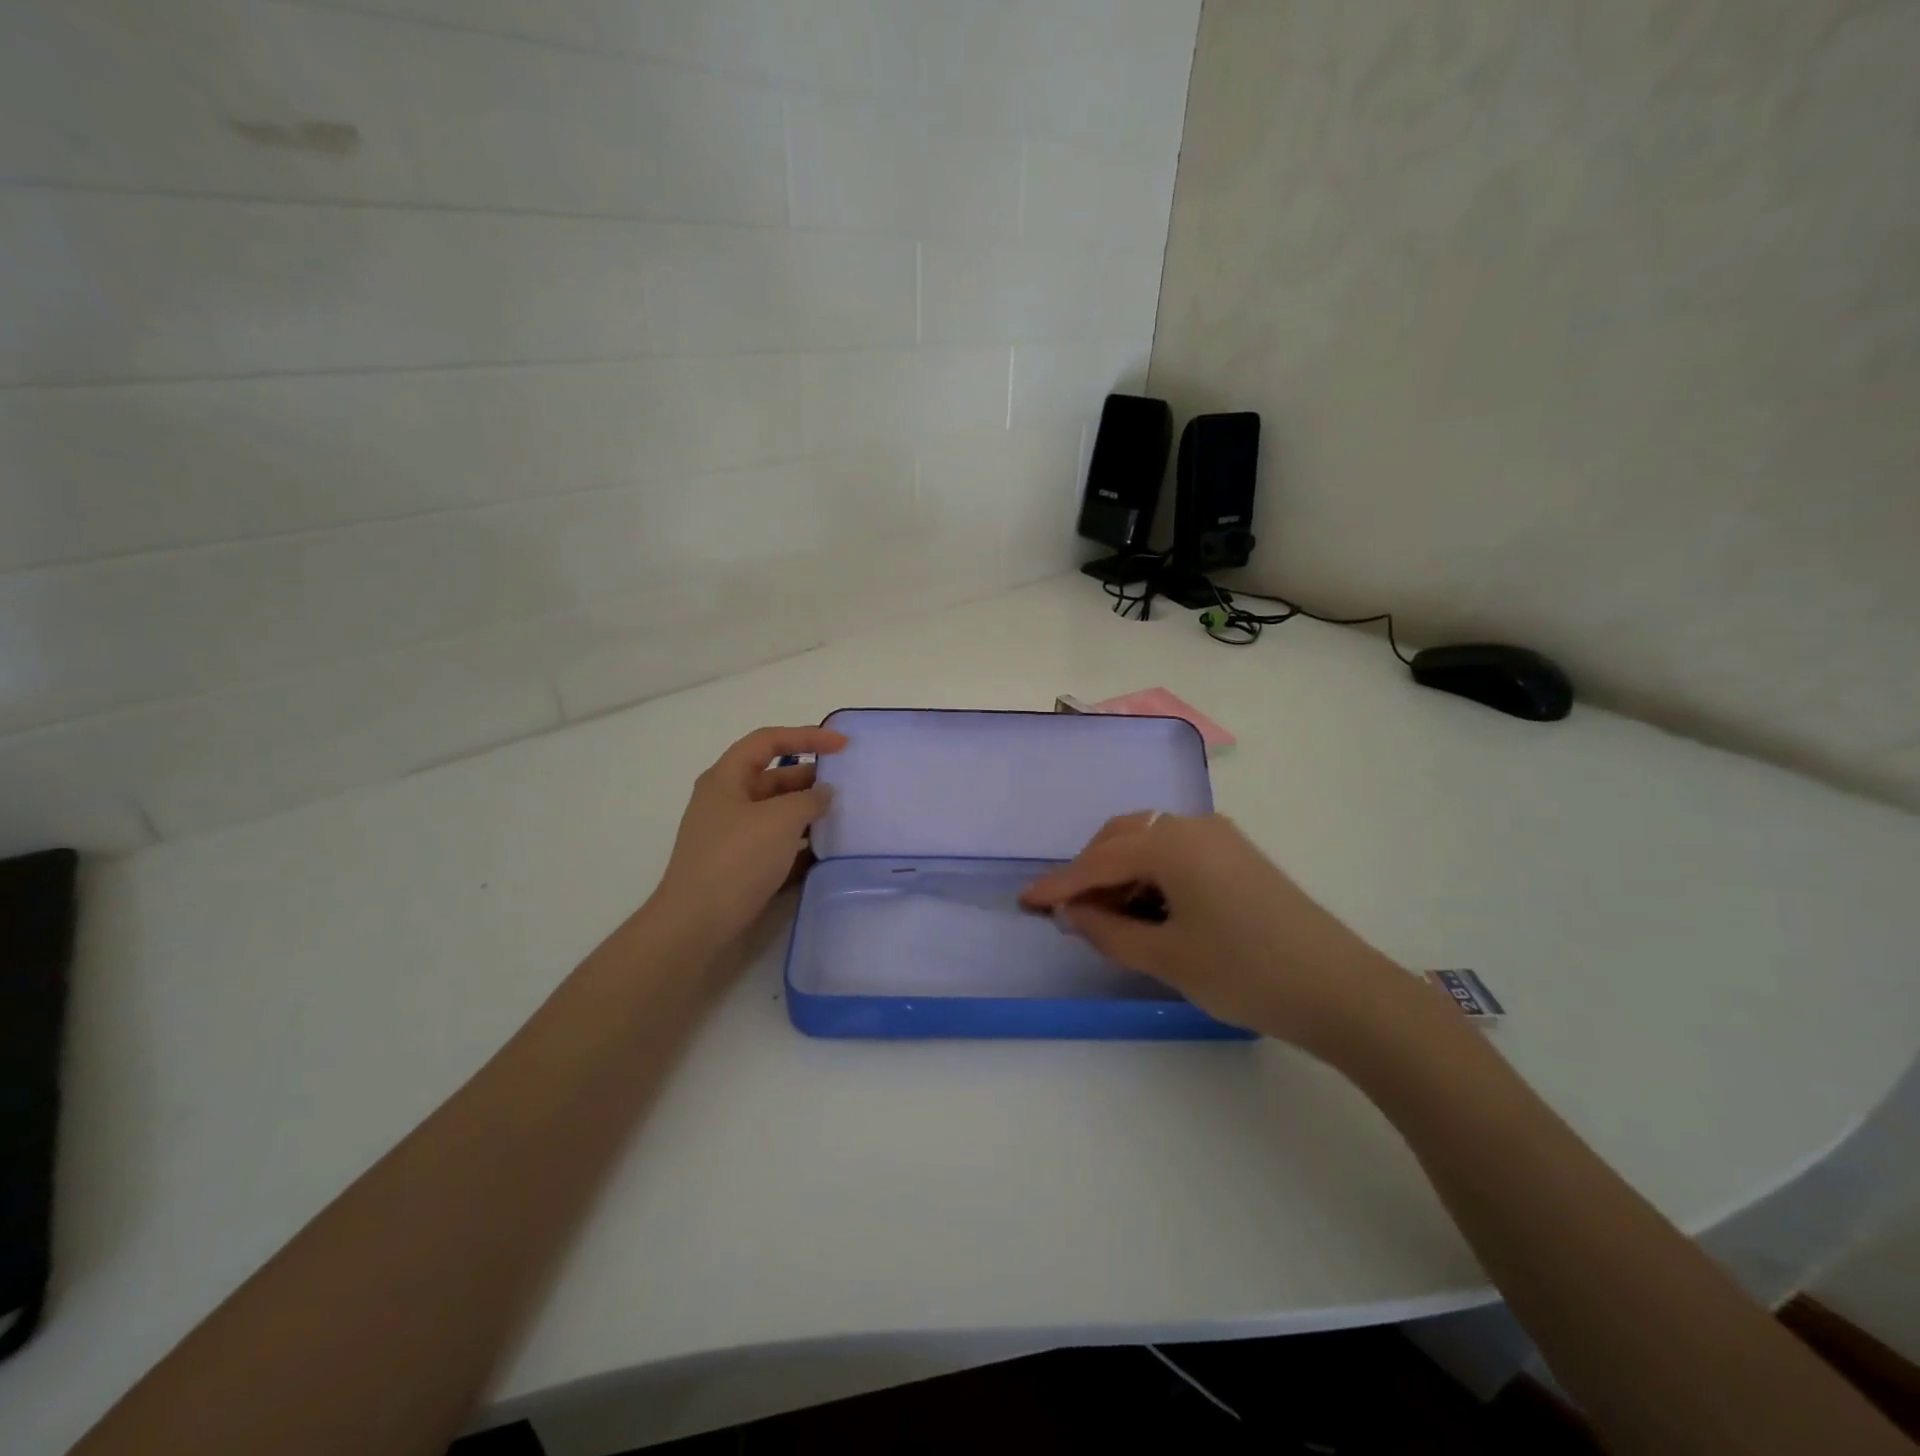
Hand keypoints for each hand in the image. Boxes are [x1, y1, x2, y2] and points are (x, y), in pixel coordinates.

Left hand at [650, 725, 847, 946]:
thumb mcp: (780, 820)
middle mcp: (727, 802)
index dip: (807, 736)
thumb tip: (824, 794)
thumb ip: (809, 799)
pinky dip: (801, 845)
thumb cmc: (736, 861)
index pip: (768, 741)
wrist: (697, 927)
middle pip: (774, 778)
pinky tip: (827, 853)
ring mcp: (733, 837)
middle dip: (811, 779)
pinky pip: (777, 845)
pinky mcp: (741, 867)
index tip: (843, 746)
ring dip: (809, 814)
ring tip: (845, 819)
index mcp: (726, 779)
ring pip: (778, 814)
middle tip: (849, 787)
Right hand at [1020, 812, 1429, 1054]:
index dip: (1059, 884)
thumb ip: (1108, 932)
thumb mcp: (1167, 957)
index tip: (1024, 901)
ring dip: (1119, 873)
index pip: (1098, 861)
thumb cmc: (1246, 972)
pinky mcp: (1237, 855)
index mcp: (1171, 843)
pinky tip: (1147, 908)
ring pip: (1149, 843)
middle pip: (1121, 839)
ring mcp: (1219, 837)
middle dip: (1089, 872)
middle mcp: (1192, 826)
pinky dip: (1150, 876)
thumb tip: (1071, 915)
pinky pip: (1176, 853)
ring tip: (1105, 916)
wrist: (1341, 990)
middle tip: (1067, 911)